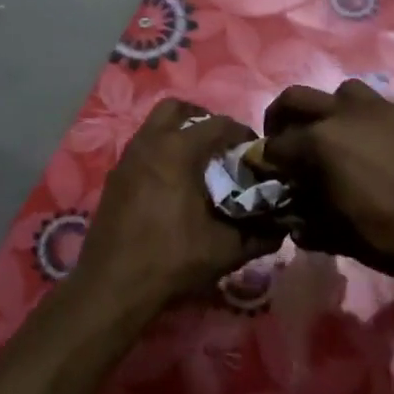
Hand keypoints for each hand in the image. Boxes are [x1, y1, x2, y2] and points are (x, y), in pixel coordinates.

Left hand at [77, 99, 282, 311]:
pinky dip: (159, 152)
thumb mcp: (224, 250)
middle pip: (177, 108)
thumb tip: (282, 228)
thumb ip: (258, 235)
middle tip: (220, 144)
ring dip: (178, 133)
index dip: (241, 133)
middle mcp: (149, 143)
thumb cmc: (170, 260)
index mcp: (178, 151)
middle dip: (202, 119)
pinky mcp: (114, 177)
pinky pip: (141, 148)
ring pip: (154, 125)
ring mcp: (127, 158)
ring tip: (197, 162)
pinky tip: (171, 184)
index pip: (218, 124)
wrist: (112, 285)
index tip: (254, 151)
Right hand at [263, 80, 393, 276]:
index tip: (266, 172)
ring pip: (340, 92)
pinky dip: (365, 122)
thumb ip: (302, 215)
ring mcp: (380, 109)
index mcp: (319, 141)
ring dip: (328, 110)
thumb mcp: (332, 233)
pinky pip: (377, 109)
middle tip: (284, 140)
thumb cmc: (387, 237)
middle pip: (296, 99)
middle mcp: (344, 113)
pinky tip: (374, 148)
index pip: (276, 144)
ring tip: (334, 136)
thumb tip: (290, 212)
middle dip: (281, 118)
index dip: (265, 160)